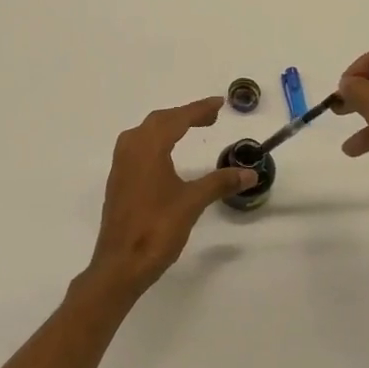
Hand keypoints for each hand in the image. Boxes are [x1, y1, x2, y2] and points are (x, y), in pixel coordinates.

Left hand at [80, 97, 256, 305]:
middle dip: (185, 115)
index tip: (219, 103)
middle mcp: (130, 149)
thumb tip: (249, 173)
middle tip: (211, 117)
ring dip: (168, 127)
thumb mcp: (192, 203)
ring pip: (145, 133)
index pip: (176, 119)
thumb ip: (220, 183)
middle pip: (159, 121)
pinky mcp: (119, 181)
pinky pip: (138, 148)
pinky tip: (167, 155)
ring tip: (190, 129)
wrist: (121, 263)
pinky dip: (157, 142)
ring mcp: (121, 165)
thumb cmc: (156, 228)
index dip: (198, 109)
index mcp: (148, 147)